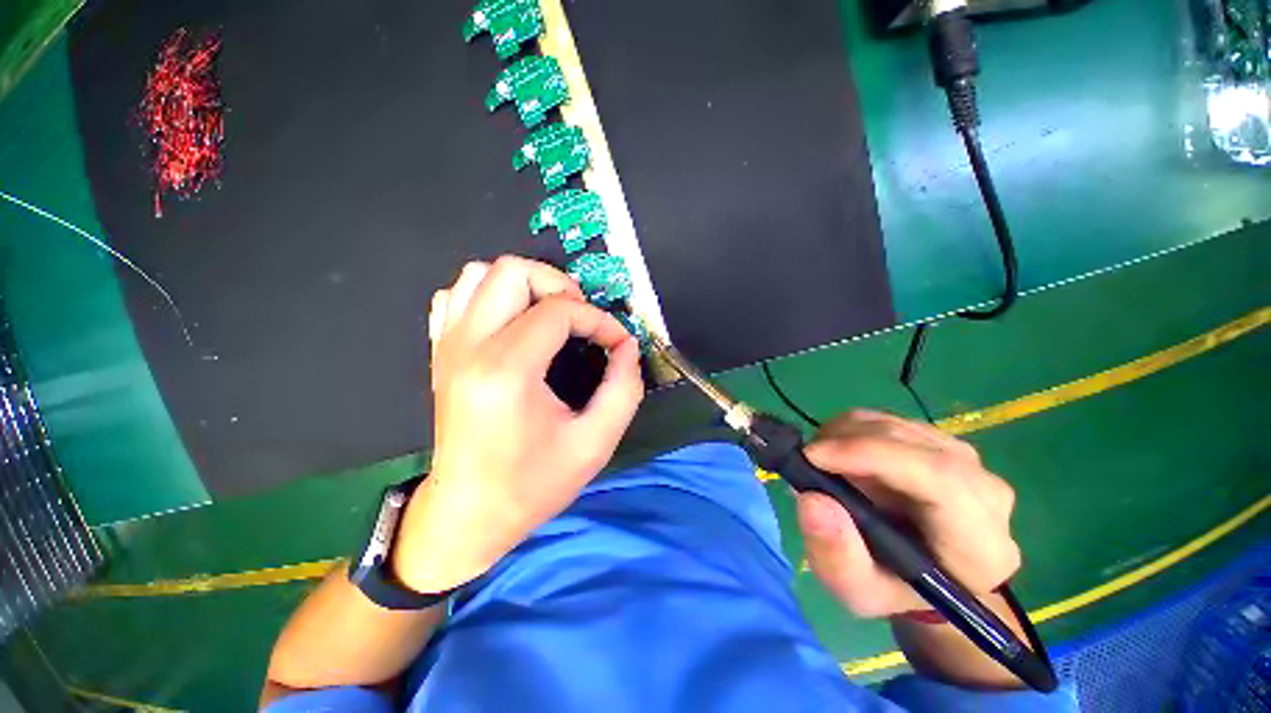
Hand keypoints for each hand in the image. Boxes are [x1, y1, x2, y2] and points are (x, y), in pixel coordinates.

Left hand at [392, 256, 644, 592]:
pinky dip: (490, 296)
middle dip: (559, 286)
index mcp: (507, 371)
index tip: (616, 342)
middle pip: (513, 271)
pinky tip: (512, 324)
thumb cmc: (532, 484)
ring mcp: (448, 346)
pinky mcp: (440, 352)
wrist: (468, 513)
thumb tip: (627, 346)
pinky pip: (457, 296)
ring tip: (550, 317)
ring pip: (480, 274)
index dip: (598, 320)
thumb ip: (624, 388)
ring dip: (525, 286)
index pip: (559, 311)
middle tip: (581, 318)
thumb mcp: (595, 443)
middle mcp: (470, 347)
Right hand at [796, 410, 1019, 617]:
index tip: (814, 456)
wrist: (922, 574)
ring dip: (844, 435)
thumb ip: (836, 556)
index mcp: (980, 544)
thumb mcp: (857, 591)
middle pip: (911, 442)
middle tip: (807, 462)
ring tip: (822, 464)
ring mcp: (966, 460)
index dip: (871, 455)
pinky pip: (888, 420)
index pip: (939, 477)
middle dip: (845, 442)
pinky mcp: (941, 441)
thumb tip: (811, 499)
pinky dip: (851, 430)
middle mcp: (985, 491)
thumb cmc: (891, 589)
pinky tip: (840, 457)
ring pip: (894, 424)